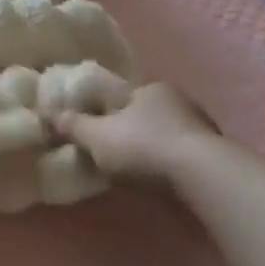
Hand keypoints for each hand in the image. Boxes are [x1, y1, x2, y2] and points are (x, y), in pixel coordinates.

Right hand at [48, 81, 217, 182]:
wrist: (201, 174)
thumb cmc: (143, 146)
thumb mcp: (98, 137)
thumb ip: (74, 126)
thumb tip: (49, 115)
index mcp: (149, 88)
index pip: (122, 94)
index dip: (106, 109)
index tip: (96, 125)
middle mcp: (177, 99)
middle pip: (145, 112)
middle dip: (131, 128)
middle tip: (114, 149)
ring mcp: (200, 125)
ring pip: (167, 132)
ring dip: (154, 146)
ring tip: (137, 168)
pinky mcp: (214, 152)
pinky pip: (183, 152)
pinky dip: (171, 162)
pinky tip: (163, 178)